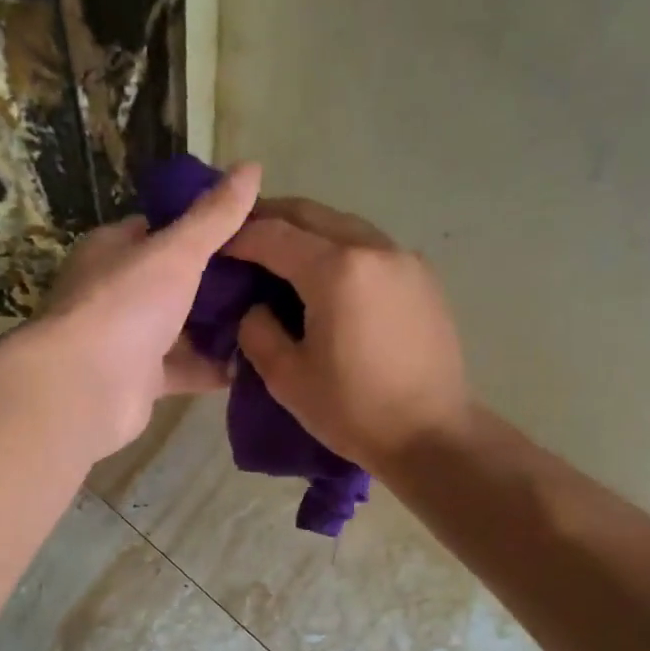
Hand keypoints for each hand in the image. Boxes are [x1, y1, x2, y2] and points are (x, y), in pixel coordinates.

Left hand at [38, 162, 261, 453]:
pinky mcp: (142, 380)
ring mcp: (129, 338)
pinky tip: (255, 362)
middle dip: (220, 281)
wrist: (87, 386)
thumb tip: (252, 167)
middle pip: (176, 281)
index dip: (203, 226)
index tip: (249, 229)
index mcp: (114, 250)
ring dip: (221, 327)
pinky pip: (186, 368)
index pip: (160, 228)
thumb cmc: (126, 304)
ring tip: (272, 318)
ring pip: (183, 328)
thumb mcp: (177, 251)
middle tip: (271, 277)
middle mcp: (118, 292)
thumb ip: (215, 216)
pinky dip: (215, 367)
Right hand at [224, 197, 470, 474]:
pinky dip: (342, 250)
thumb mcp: (287, 378)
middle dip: (274, 218)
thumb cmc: (354, 411)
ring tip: (283, 256)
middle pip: (313, 215)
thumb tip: (256, 309)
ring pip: (346, 226)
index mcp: (337, 271)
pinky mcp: (424, 279)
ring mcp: (405, 260)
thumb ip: (258, 332)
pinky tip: (330, 277)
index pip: (275, 235)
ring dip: (310, 232)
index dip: (240, 237)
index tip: (217, 246)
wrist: (432, 435)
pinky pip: (372, 248)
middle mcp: (374, 249)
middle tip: (244, 236)